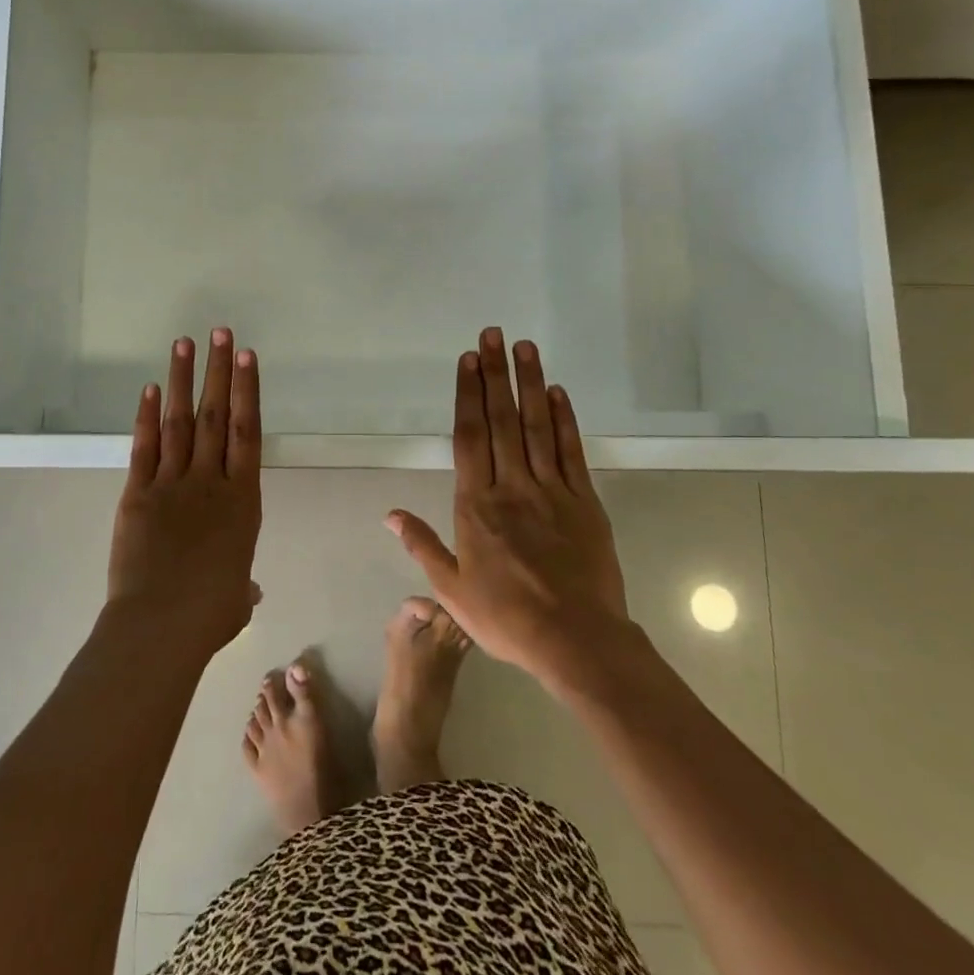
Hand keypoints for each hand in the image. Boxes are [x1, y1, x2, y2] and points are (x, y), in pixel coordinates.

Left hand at [107, 328, 262, 662]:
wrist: (160, 625)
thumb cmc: (210, 614)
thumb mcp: (237, 598)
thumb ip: (242, 582)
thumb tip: (247, 588)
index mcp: (242, 501)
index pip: (247, 432)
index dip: (248, 391)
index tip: (246, 357)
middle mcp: (210, 482)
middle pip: (216, 416)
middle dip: (218, 372)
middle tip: (220, 332)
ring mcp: (172, 484)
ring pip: (180, 422)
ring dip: (183, 381)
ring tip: (185, 344)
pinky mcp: (138, 494)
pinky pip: (145, 448)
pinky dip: (148, 417)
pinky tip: (151, 389)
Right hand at [386, 328, 631, 695]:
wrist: (577, 640)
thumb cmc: (507, 617)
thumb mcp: (451, 589)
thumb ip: (422, 545)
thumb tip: (389, 514)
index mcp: (476, 505)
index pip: (469, 437)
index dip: (467, 395)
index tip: (467, 360)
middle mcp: (512, 486)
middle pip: (501, 420)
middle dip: (494, 374)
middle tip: (492, 334)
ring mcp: (551, 490)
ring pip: (536, 427)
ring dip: (529, 384)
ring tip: (524, 347)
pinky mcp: (584, 501)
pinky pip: (571, 452)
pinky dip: (564, 420)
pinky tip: (558, 393)